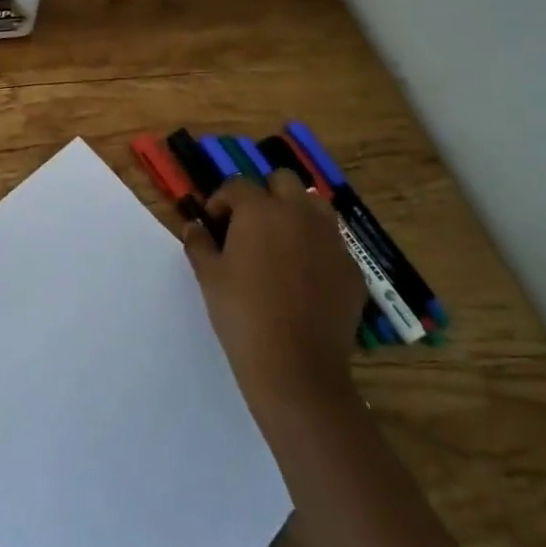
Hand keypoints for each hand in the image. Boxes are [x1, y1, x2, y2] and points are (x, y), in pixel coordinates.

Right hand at [183, 173, 365, 415]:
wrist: (295, 365)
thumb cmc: (242, 313)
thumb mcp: (208, 276)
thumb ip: (199, 244)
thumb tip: (194, 227)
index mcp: (260, 210)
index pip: (237, 185)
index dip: (221, 200)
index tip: (213, 222)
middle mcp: (300, 214)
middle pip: (284, 181)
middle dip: (264, 194)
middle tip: (249, 223)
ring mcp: (332, 240)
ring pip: (315, 205)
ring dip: (296, 212)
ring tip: (281, 242)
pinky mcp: (352, 269)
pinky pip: (333, 243)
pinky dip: (316, 247)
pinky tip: (303, 276)